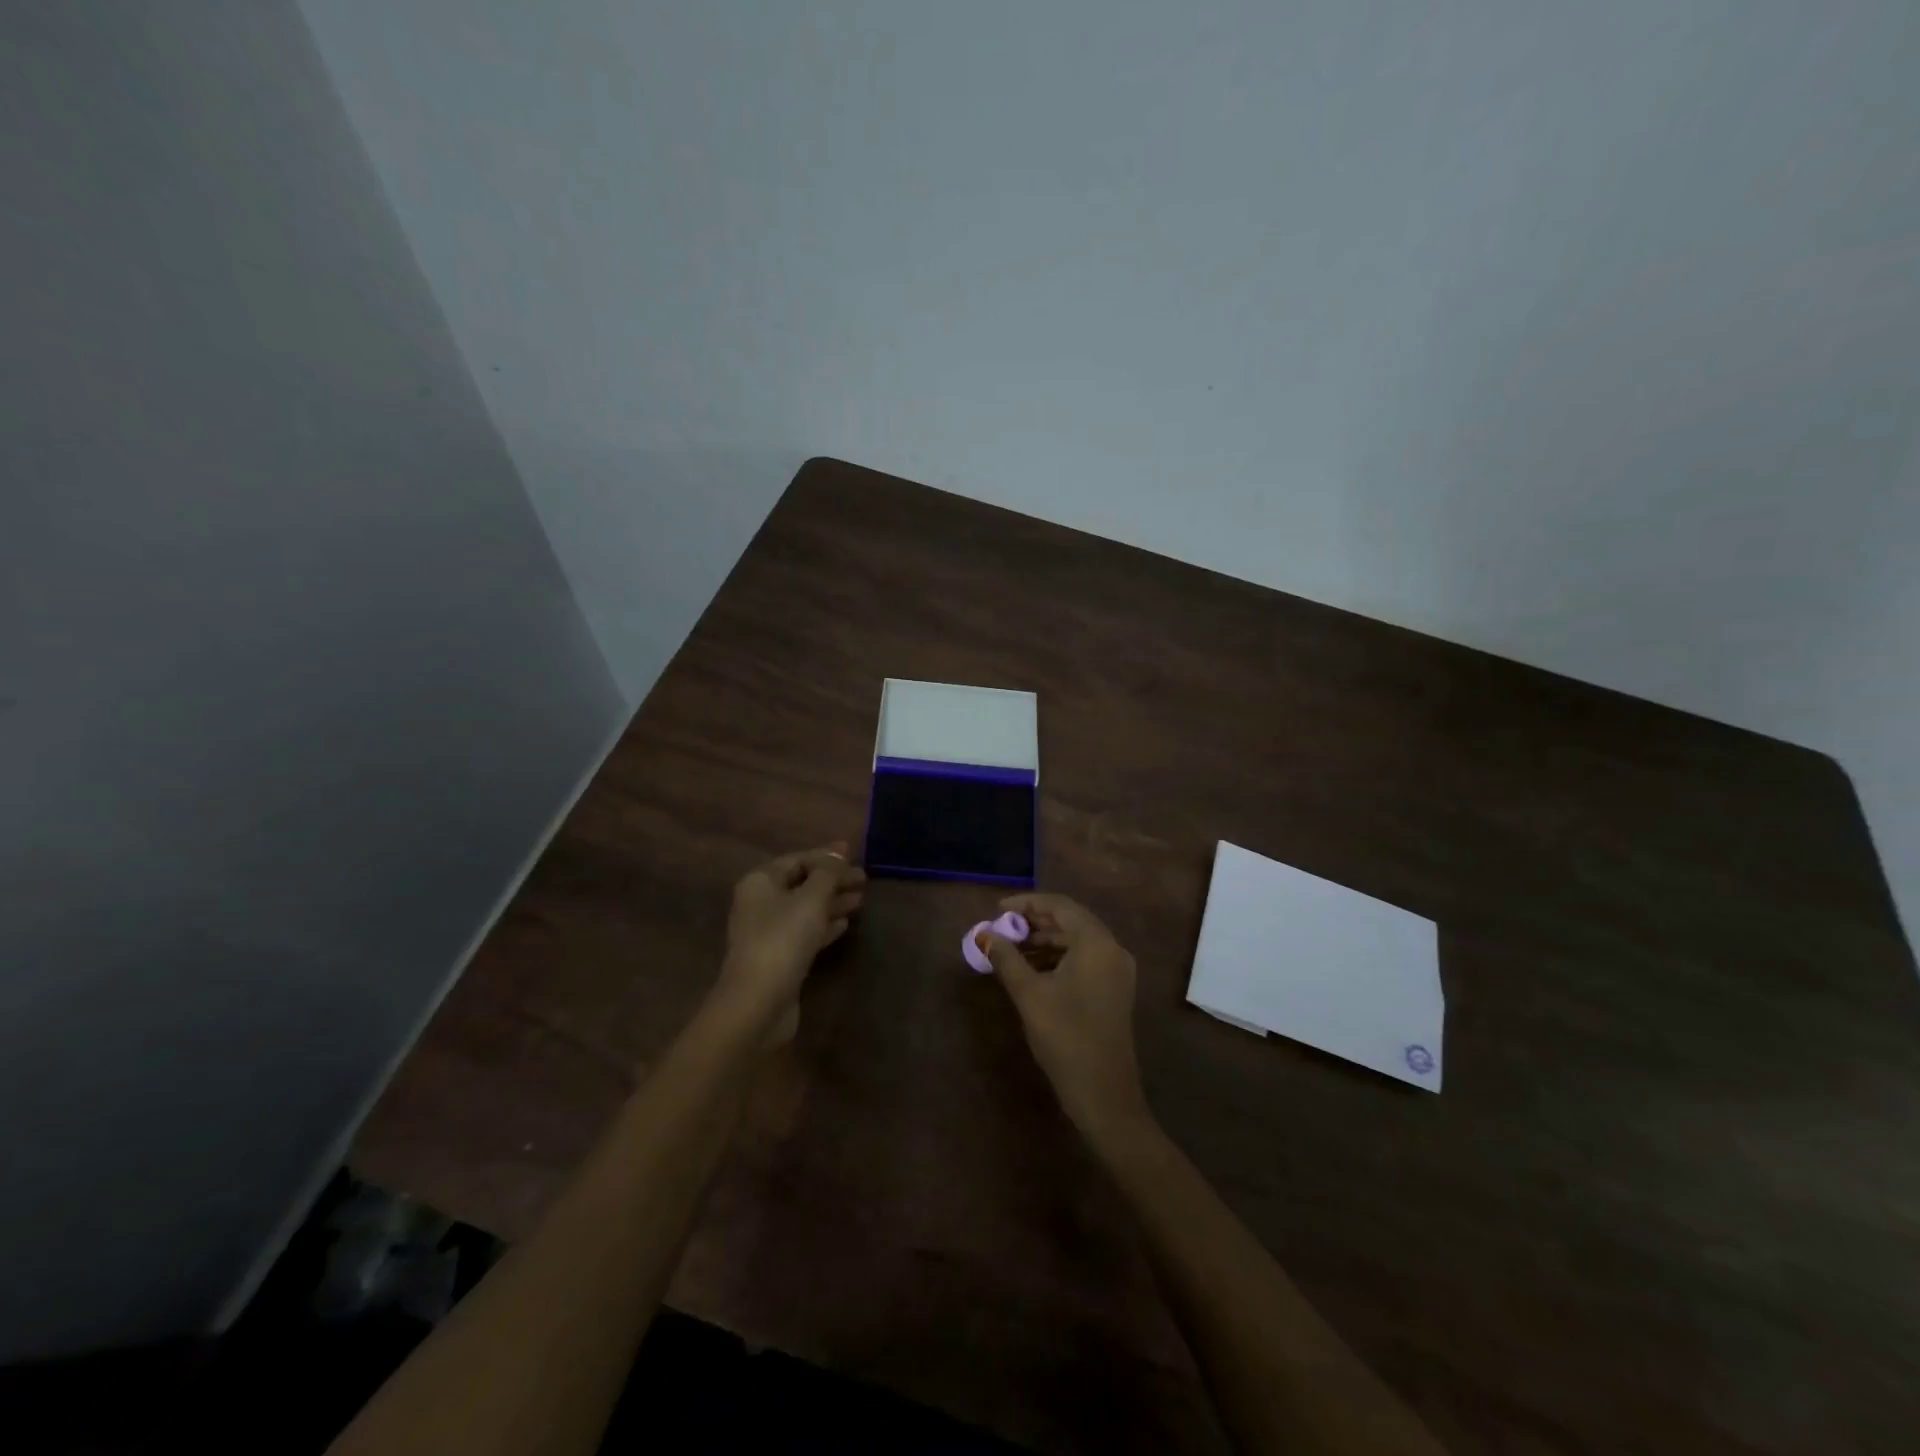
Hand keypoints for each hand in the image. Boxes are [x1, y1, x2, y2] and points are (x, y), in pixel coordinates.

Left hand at [713, 843, 865, 1042]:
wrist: (758, 1002)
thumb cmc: (783, 939)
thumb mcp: (811, 898)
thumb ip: (827, 873)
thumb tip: (838, 852)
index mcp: (760, 882)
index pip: (797, 860)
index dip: (826, 855)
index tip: (854, 853)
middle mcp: (760, 903)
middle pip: (801, 884)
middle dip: (832, 880)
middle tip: (864, 880)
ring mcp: (767, 933)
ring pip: (805, 909)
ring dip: (832, 902)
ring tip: (861, 899)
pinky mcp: (778, 958)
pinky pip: (804, 932)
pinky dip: (824, 925)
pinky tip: (844, 924)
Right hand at [979, 893, 1150, 1141]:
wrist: (1104, 1094)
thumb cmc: (1066, 1038)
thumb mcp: (1030, 995)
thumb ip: (1007, 959)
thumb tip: (985, 934)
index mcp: (1096, 943)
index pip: (1060, 906)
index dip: (1026, 903)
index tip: (997, 909)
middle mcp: (1112, 949)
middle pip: (1071, 920)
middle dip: (1034, 921)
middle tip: (1001, 929)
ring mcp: (1116, 971)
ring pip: (1077, 941)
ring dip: (1044, 940)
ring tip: (1011, 948)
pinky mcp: (1114, 990)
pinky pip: (1084, 959)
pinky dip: (1058, 957)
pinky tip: (1032, 969)